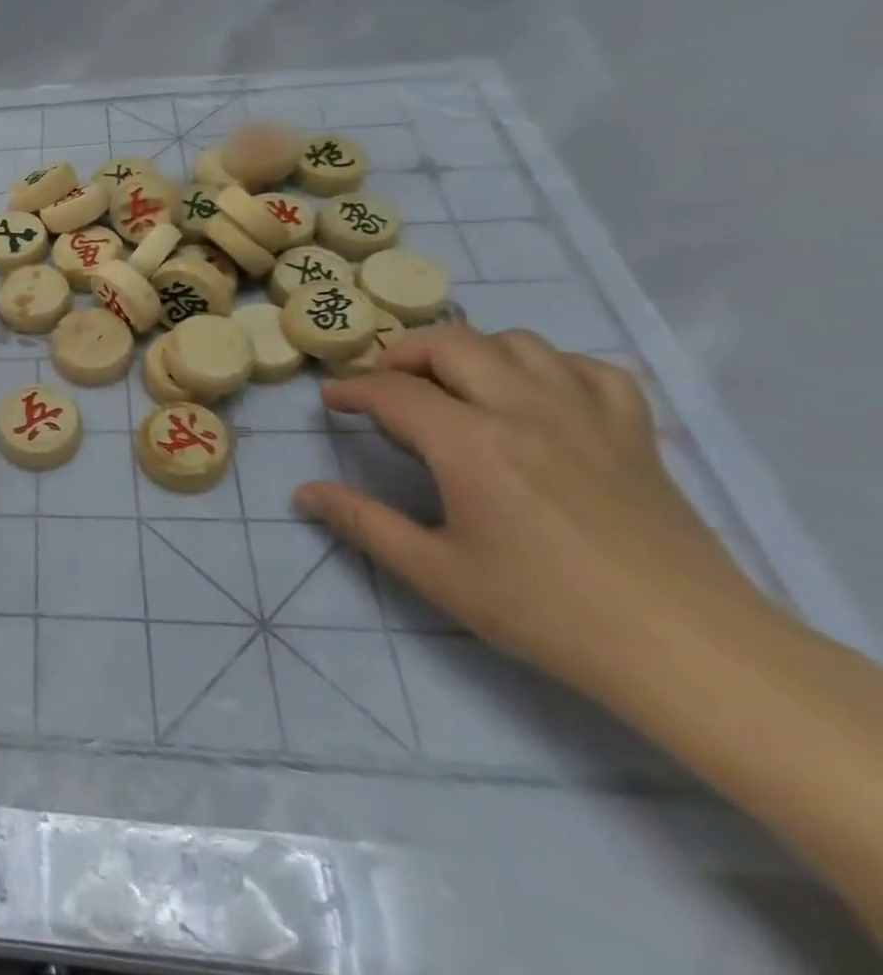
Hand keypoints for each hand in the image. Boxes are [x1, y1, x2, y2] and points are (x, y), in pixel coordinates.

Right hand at [293, 323, 769, 702]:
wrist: (688, 651)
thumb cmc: (548, 612)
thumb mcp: (437, 573)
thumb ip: (364, 523)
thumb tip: (304, 492)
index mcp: (470, 443)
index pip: (393, 391)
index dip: (353, 390)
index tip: (332, 400)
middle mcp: (523, 409)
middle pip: (451, 343)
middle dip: (404, 353)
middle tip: (385, 383)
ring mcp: (585, 414)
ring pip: (517, 342)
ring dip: (472, 351)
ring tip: (454, 384)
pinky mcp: (634, 431)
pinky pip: (588, 368)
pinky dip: (551, 366)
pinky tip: (536, 394)